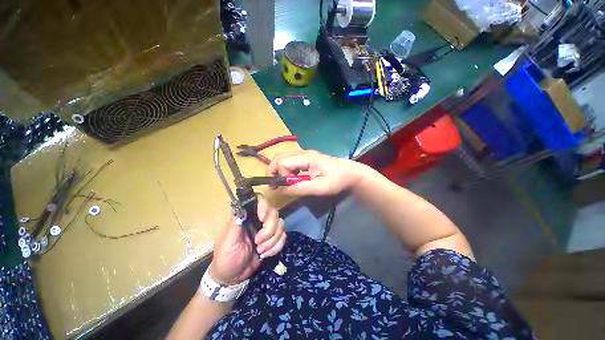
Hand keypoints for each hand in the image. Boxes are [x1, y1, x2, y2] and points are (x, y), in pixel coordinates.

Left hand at [209, 197, 285, 284]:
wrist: (233, 278)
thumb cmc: (226, 259)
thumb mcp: (228, 242)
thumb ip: (235, 225)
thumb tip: (241, 207)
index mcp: (245, 217)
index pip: (258, 200)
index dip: (264, 206)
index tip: (262, 218)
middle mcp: (258, 219)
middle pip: (273, 213)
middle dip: (269, 229)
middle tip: (258, 242)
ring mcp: (267, 229)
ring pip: (281, 224)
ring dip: (272, 240)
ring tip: (260, 251)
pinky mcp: (273, 239)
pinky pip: (283, 237)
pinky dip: (277, 246)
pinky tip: (266, 254)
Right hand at [267, 150, 366, 195]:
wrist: (350, 173)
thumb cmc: (337, 180)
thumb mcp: (319, 187)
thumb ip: (299, 188)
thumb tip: (280, 190)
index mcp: (305, 157)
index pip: (282, 162)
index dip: (280, 175)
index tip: (286, 186)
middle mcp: (302, 153)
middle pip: (279, 157)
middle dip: (274, 171)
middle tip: (277, 185)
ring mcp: (304, 155)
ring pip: (283, 158)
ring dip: (279, 170)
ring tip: (283, 183)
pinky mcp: (306, 159)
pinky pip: (290, 161)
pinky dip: (286, 170)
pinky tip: (292, 178)